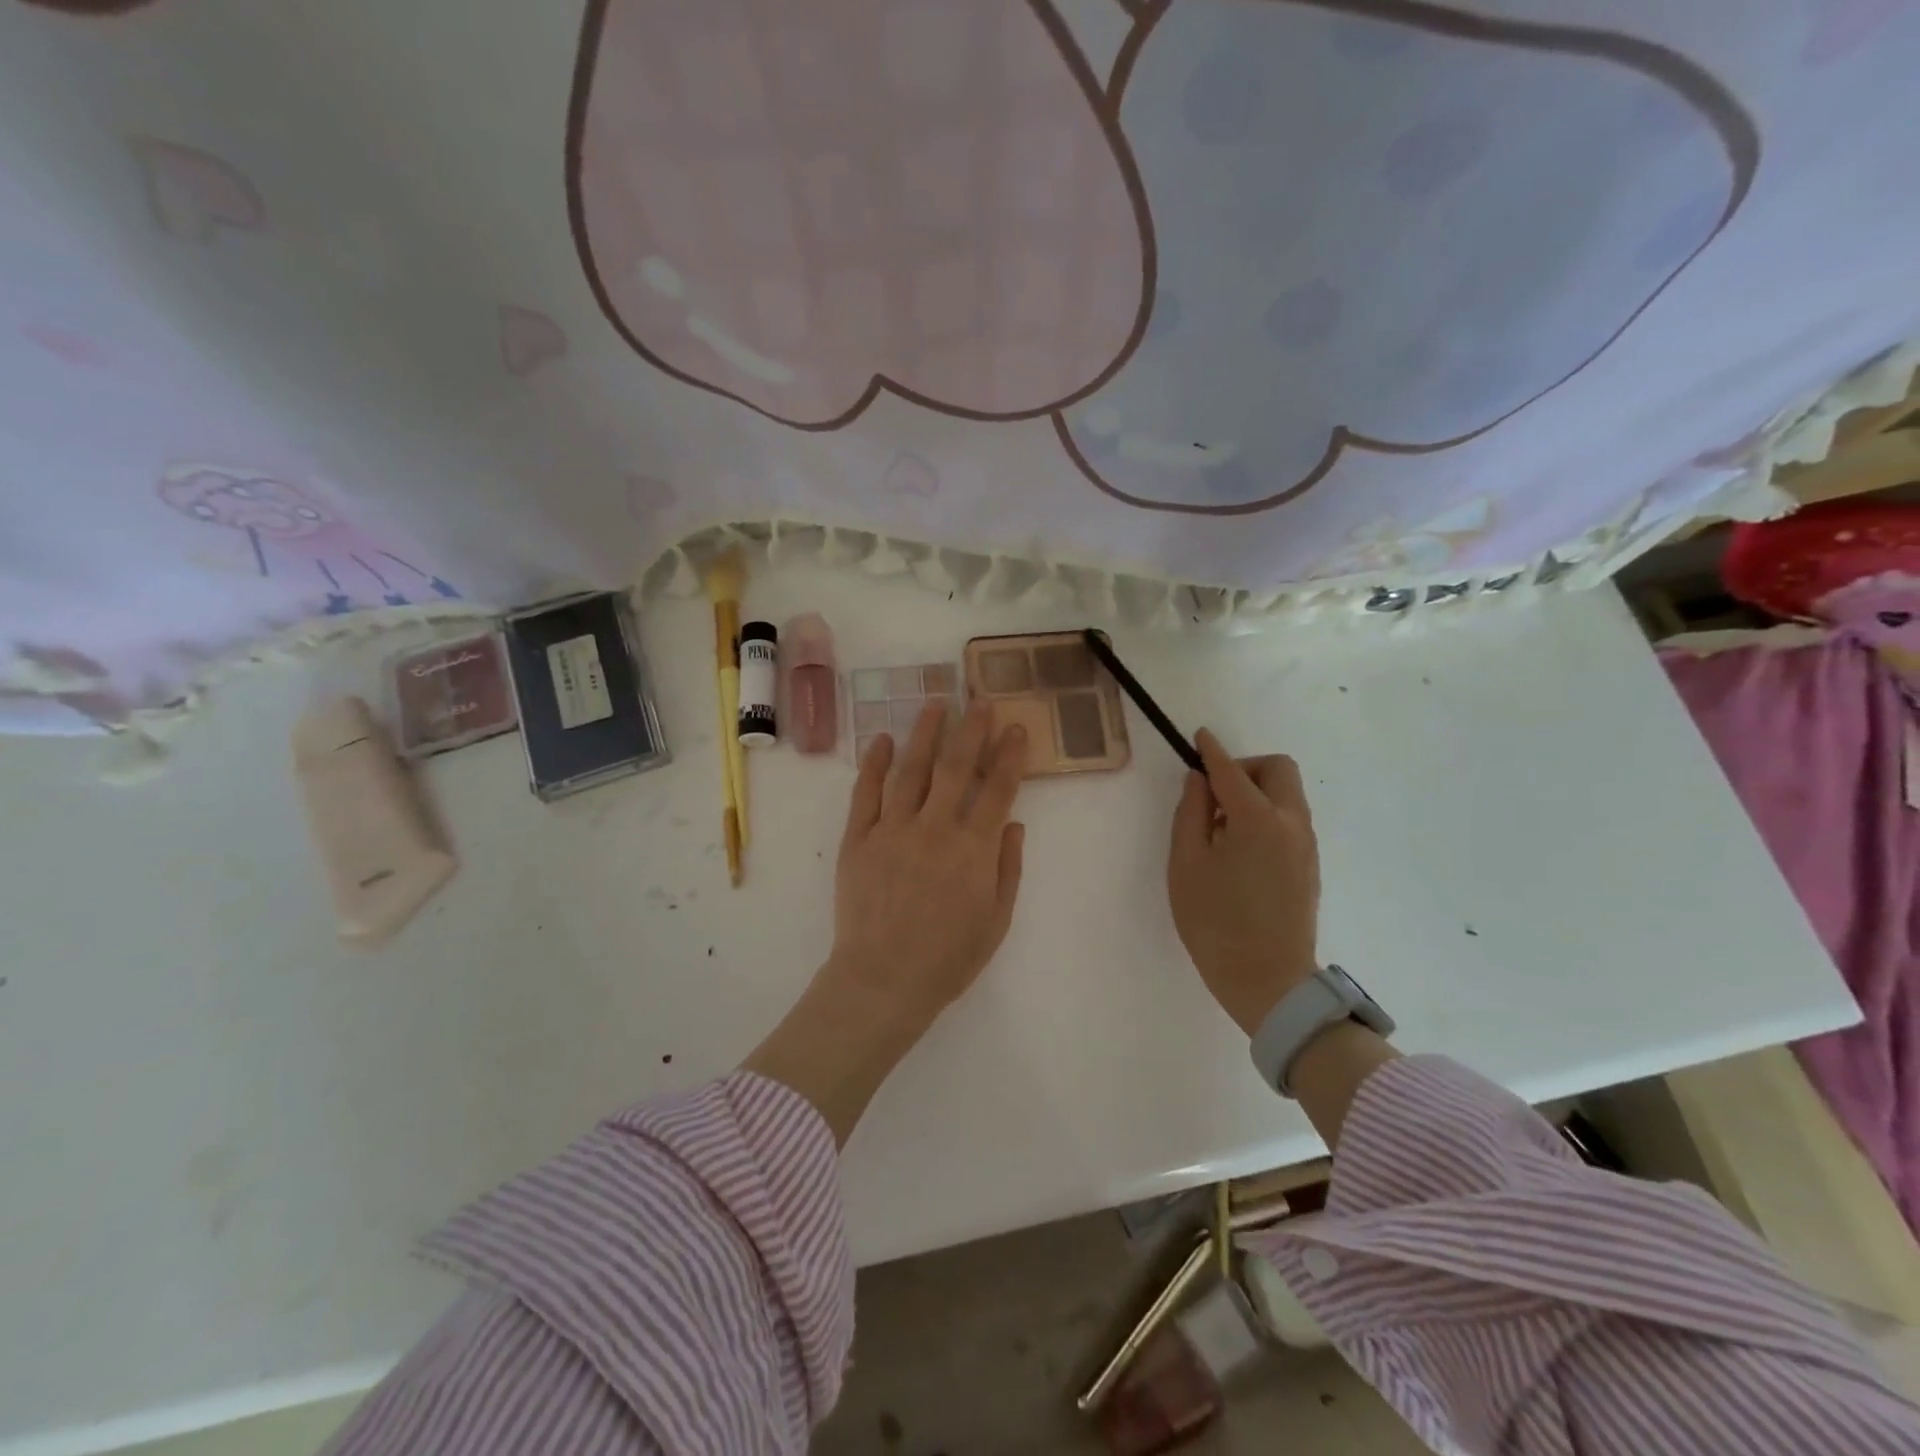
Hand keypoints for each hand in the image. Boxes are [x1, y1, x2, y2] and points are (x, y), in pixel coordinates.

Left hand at [828, 698, 1028, 1030]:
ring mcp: (893, 829)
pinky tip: (881, 740)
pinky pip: (866, 793)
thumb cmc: (948, 957)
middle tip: (979, 700)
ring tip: (935, 705)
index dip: (1010, 756)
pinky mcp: (859, 838)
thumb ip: (1008, 867)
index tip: (1016, 728)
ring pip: (911, 769)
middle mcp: (935, 828)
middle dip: (971, 729)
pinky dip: (873, 763)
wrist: (883, 980)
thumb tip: (1013, 822)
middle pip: (956, 767)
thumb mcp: (996, 920)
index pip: (998, 789)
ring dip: (924, 734)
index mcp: (973, 849)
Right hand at [1168, 728, 1319, 1036]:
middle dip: (1245, 768)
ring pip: (1287, 794)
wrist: (1267, 980)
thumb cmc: (1215, 922)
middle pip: (1278, 770)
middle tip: (1214, 794)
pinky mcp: (1310, 864)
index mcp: (1257, 820)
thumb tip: (1199, 782)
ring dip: (1256, 792)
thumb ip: (1190, 814)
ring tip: (1221, 827)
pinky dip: (1266, 814)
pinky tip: (1240, 848)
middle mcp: (1291, 823)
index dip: (1212, 751)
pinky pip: (1290, 819)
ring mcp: (1306, 845)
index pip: (1232, 770)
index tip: (1199, 738)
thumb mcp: (1186, 865)